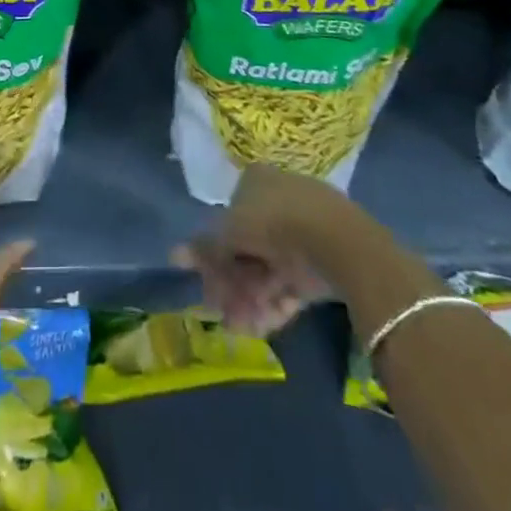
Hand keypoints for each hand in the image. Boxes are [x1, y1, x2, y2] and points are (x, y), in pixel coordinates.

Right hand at [173, 164, 353, 336]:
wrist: (336, 241)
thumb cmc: (273, 222)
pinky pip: (290, 284)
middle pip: (246, 249)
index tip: (209, 286)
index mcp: (254, 182)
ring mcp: (300, 232)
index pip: (227, 219)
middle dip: (233, 285)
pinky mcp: (319, 262)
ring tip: (244, 328)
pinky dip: (276, 305)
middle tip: (224, 315)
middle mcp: (276, 201)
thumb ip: (205, 247)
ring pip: (267, 270)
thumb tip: (174, 255)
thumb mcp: (230, 232)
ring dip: (251, 301)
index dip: (214, 256)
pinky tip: (265, 327)